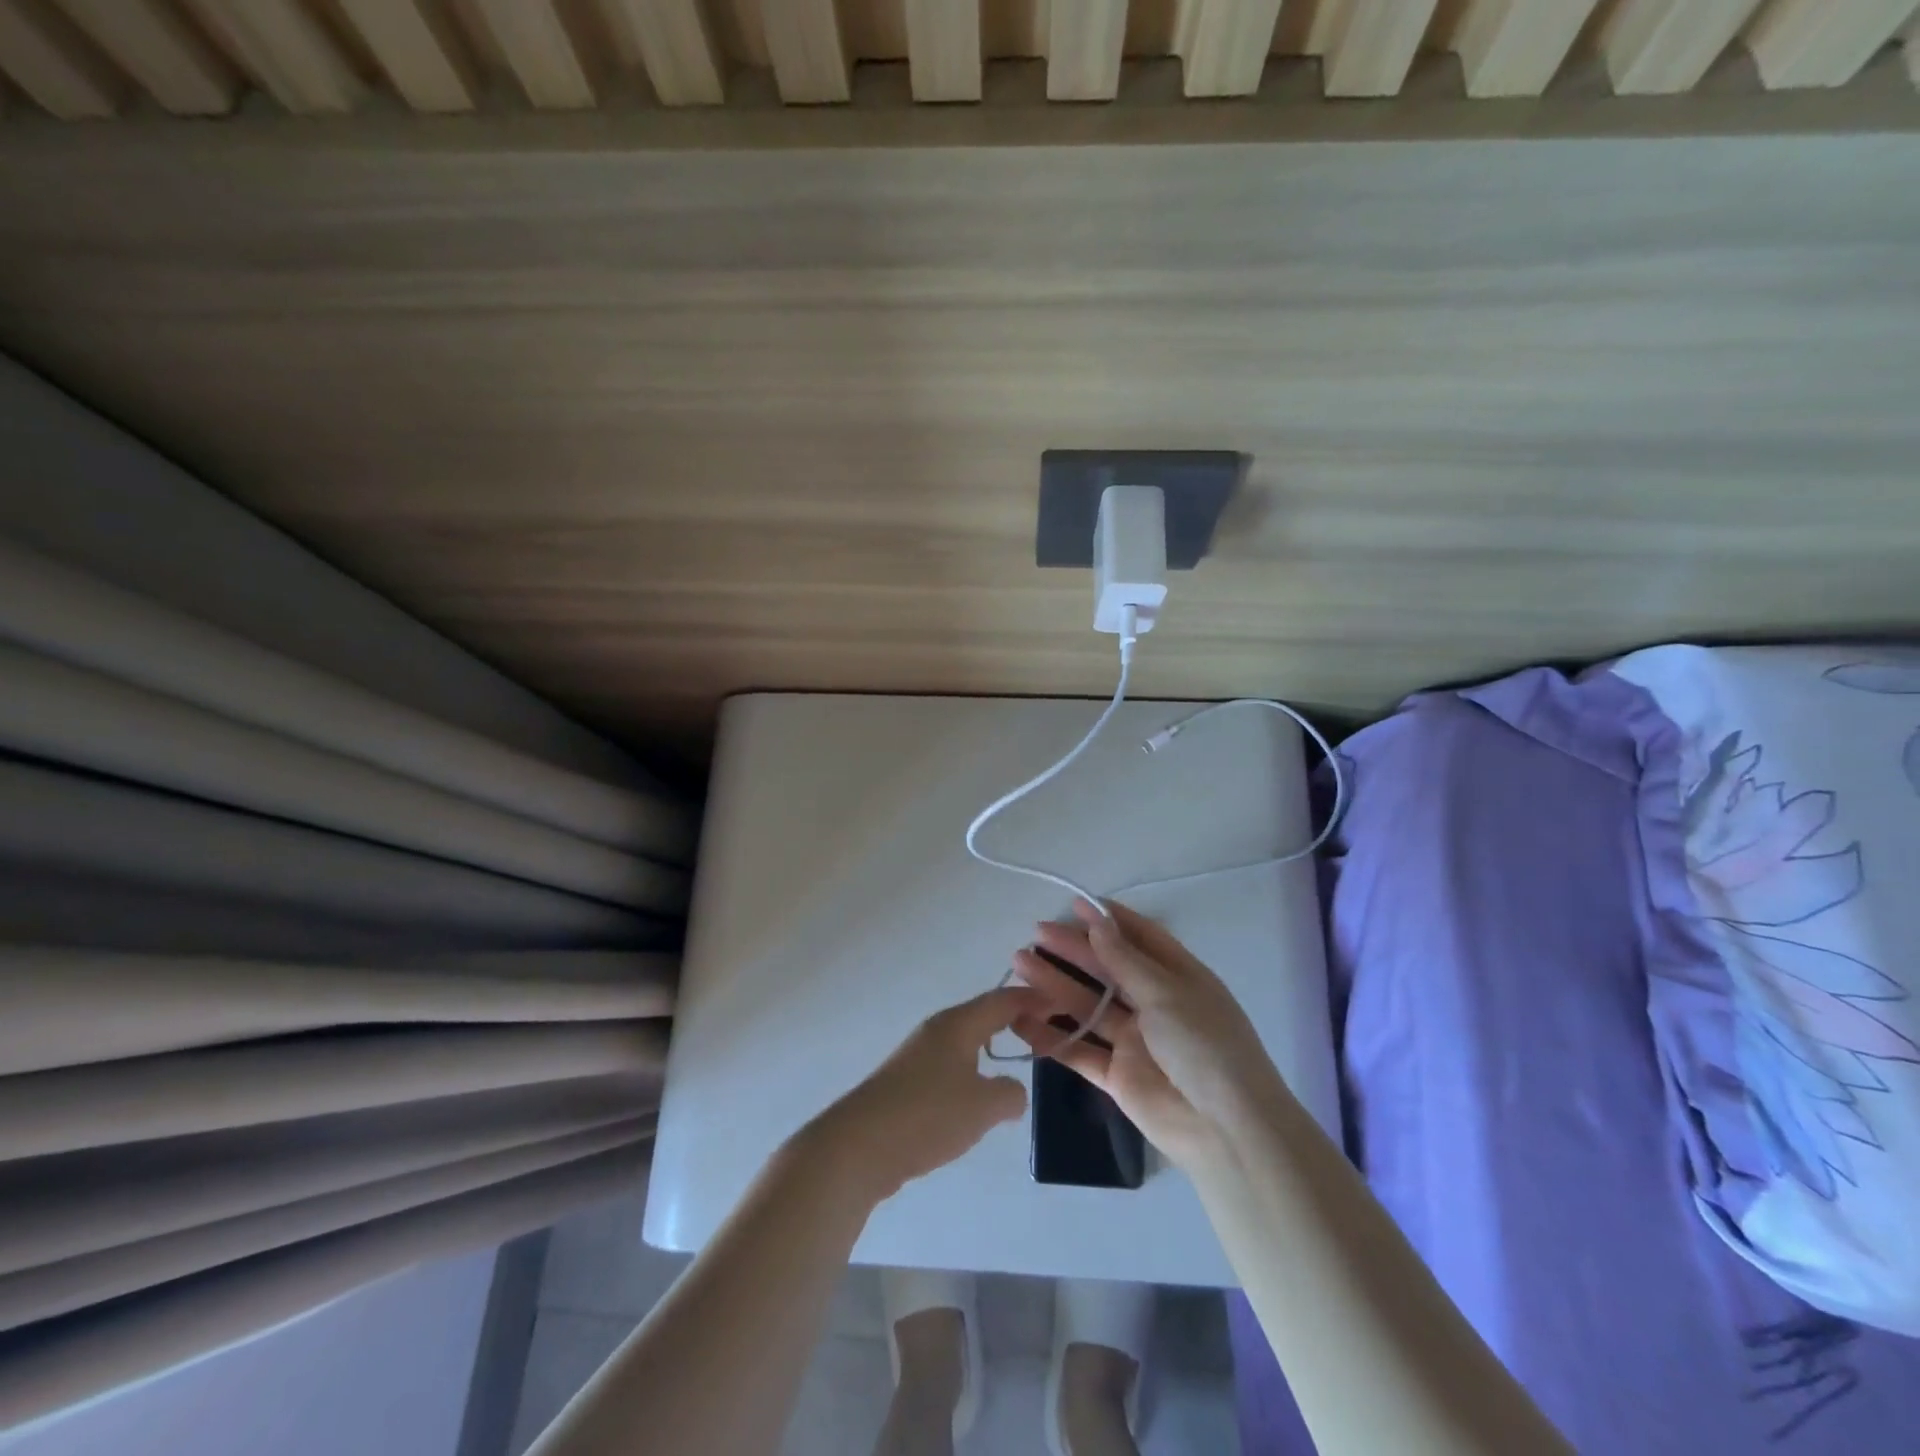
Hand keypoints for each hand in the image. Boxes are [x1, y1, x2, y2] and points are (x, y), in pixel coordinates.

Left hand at [807, 986, 1041, 1203]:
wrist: (859, 1145)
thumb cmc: (927, 1115)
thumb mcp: (982, 1106)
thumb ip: (1010, 1094)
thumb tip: (1014, 1091)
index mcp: (957, 1024)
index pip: (1002, 1000)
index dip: (1033, 1000)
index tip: (1060, 1004)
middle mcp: (937, 1031)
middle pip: (982, 1015)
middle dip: (1013, 1019)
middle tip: (1045, 1030)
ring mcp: (917, 1056)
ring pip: (965, 1042)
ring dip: (991, 1046)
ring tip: (1017, 1061)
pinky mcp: (905, 1083)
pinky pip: (950, 1066)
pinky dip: (972, 1071)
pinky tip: (976, 1097)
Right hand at [1010, 900, 1292, 1172]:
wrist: (1227, 1131)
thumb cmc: (1205, 1046)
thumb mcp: (1167, 993)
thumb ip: (1125, 960)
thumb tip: (1097, 922)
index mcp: (1178, 977)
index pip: (1140, 938)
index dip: (1108, 920)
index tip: (1073, 903)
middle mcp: (1155, 1004)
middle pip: (1107, 969)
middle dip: (1073, 950)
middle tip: (1036, 934)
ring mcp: (1135, 1041)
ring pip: (1087, 1006)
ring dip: (1054, 985)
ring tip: (1019, 965)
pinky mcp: (1117, 1076)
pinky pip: (1079, 1050)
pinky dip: (1051, 1036)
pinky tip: (1020, 1020)